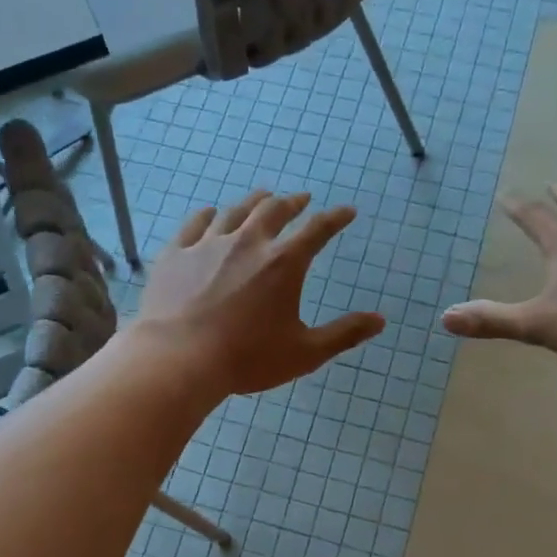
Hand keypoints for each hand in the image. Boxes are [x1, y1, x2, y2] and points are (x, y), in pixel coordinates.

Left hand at [135, 191, 385, 394]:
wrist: (178, 359)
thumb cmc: (247, 358)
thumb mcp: (305, 352)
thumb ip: (344, 334)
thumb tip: (380, 320)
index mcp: (284, 263)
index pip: (318, 229)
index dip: (335, 218)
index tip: (346, 211)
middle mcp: (249, 243)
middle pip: (275, 210)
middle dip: (293, 202)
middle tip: (301, 199)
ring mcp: (208, 244)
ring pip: (236, 211)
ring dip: (254, 202)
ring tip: (263, 197)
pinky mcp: (176, 253)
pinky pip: (195, 224)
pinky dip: (208, 215)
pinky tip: (211, 213)